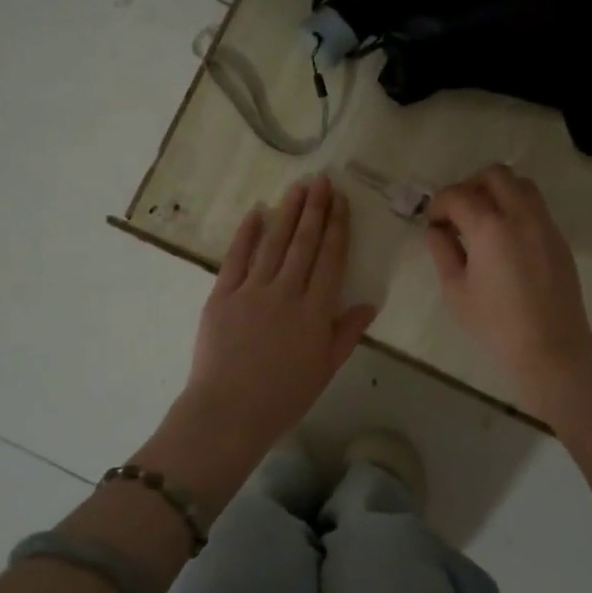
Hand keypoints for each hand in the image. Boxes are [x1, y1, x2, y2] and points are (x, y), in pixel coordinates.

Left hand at [180, 173, 375, 458]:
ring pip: (273, 243)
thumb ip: (346, 333)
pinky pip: (236, 258)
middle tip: (322, 180)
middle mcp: (286, 292)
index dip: (337, 226)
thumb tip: (369, 303)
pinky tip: (256, 213)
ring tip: (297, 187)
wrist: (229, 413)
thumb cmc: (283, 398)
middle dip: (315, 208)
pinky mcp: (222, 295)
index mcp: (315, 311)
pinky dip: (246, 233)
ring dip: (287, 212)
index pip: (330, 259)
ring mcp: (251, 291)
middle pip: (303, 243)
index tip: (341, 200)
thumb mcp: (325, 369)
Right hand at [425, 165, 591, 414]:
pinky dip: (515, 207)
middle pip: (494, 175)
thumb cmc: (495, 323)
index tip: (433, 222)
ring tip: (483, 219)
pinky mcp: (558, 237)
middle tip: (457, 213)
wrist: (551, 345)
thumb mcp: (456, 290)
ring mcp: (544, 224)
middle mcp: (520, 215)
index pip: (458, 195)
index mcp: (490, 228)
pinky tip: (504, 237)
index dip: (439, 203)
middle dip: (470, 186)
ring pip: (521, 184)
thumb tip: (437, 230)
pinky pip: (535, 205)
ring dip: (497, 191)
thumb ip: (443, 252)